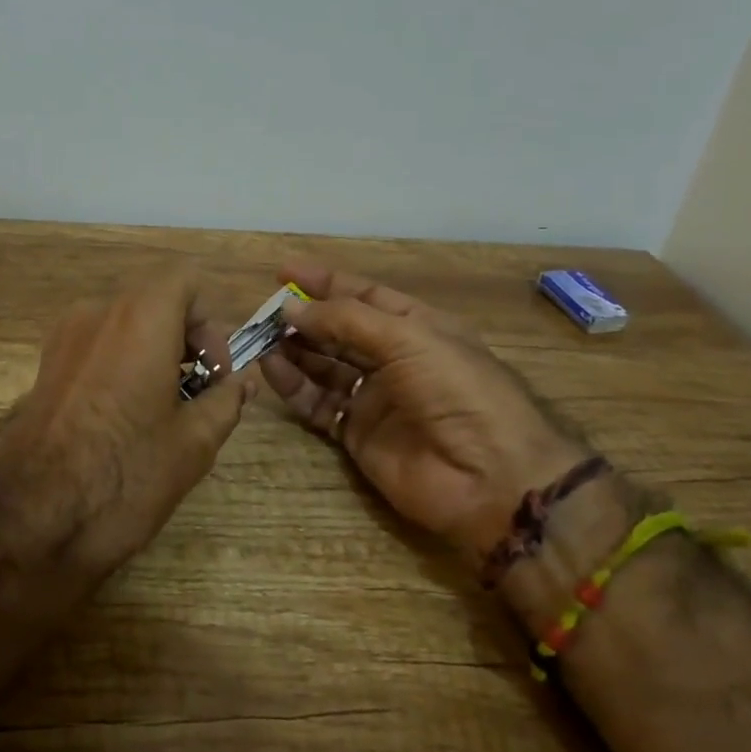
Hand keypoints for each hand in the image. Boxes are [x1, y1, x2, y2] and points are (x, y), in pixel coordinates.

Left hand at [0, 267, 254, 573]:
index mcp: (140, 317)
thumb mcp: (194, 442)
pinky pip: (95, 348)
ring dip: (153, 352)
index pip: (186, 282)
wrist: (32, 519)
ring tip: (164, 410)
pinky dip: (121, 365)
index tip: (216, 372)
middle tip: (200, 392)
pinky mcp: (43, 368)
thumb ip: (225, 400)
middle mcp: (97, 313)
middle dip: (185, 339)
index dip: (210, 323)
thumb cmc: (126, 473)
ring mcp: (62, 339)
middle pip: (154, 302)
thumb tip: (241, 383)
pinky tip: (125, 419)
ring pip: (123, 325)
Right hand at [259, 261, 587, 567]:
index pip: (363, 295)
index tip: (282, 273)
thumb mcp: (407, 338)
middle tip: (264, 314)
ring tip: (260, 340)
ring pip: (324, 367)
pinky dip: (295, 388)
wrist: (490, 478)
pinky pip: (319, 405)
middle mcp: (395, 358)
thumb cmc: (457, 390)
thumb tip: (291, 307)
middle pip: (339, 331)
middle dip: (304, 319)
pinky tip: (271, 371)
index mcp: (417, 326)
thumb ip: (345, 320)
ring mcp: (376, 398)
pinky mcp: (359, 436)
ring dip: (294, 351)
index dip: (324, 282)